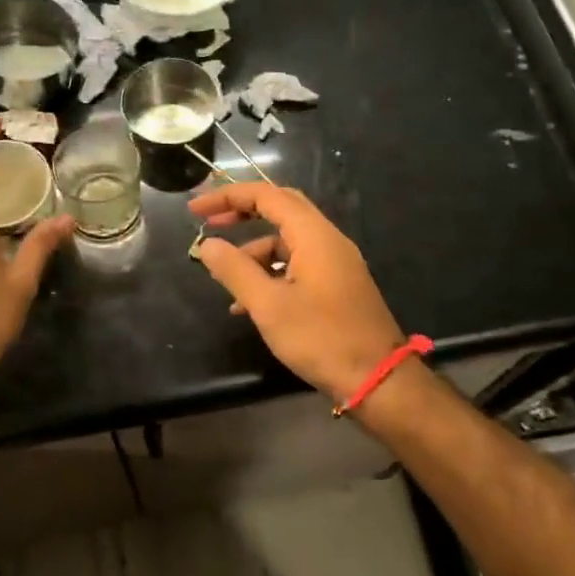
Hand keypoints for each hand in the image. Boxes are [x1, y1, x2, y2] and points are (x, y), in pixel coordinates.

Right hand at [189, 183, 405, 406]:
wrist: (378, 380)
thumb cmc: (321, 338)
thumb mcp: (268, 306)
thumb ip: (235, 270)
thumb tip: (207, 245)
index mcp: (314, 235)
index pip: (267, 195)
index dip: (228, 196)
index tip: (196, 210)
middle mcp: (328, 239)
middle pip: (281, 208)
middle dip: (243, 212)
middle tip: (211, 224)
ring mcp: (336, 262)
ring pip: (288, 240)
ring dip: (254, 251)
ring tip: (224, 276)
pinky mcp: (338, 284)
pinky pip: (298, 264)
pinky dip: (271, 272)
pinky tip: (248, 304)